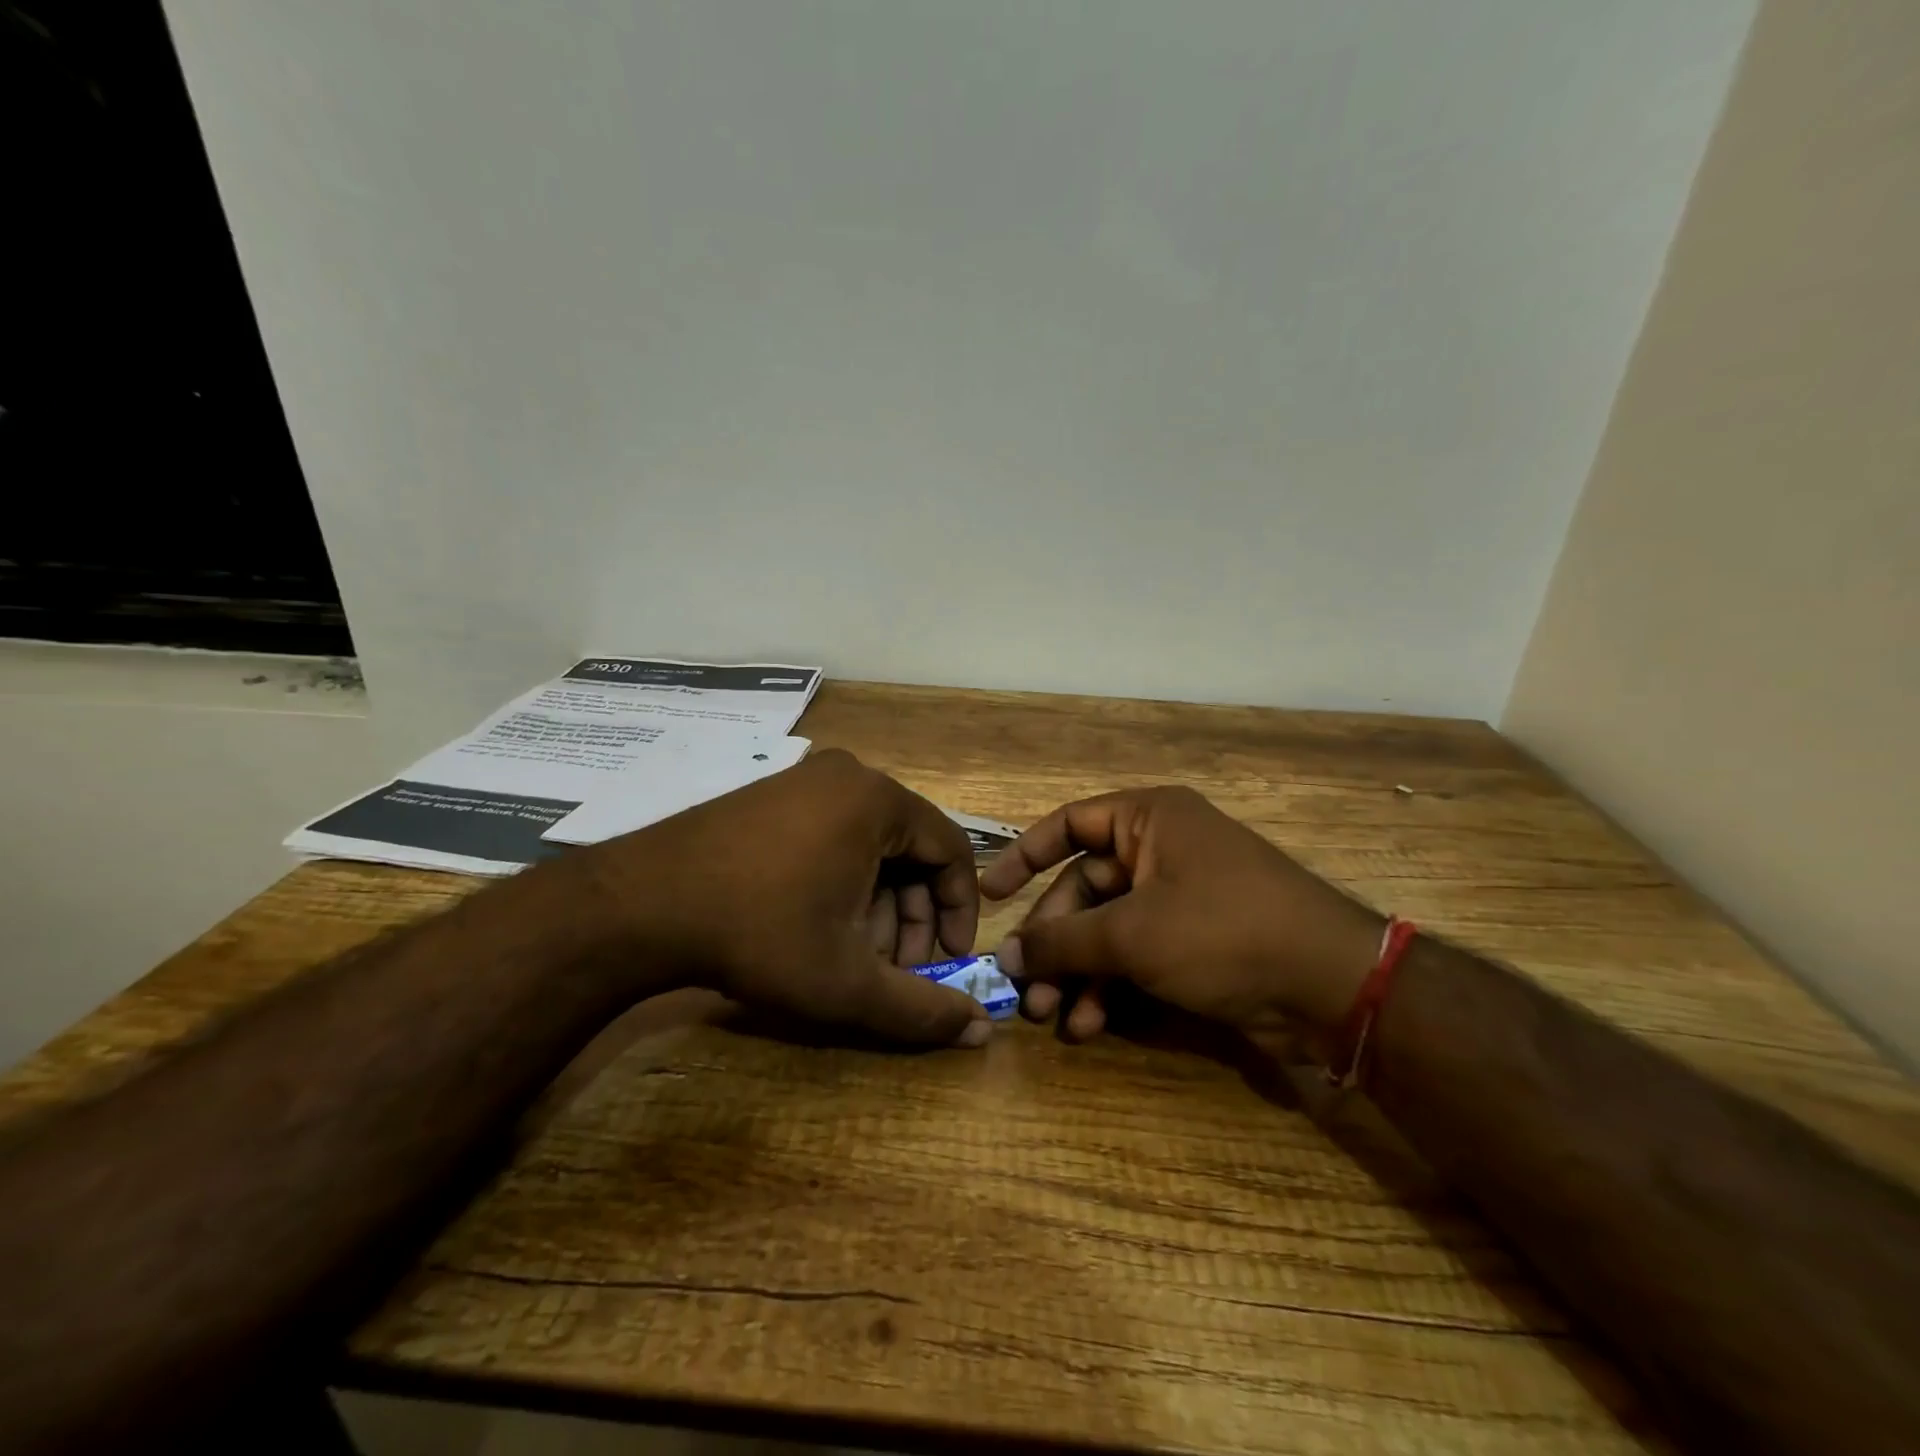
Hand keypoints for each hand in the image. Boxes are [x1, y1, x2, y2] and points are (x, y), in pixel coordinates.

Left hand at [578, 749, 990, 1047]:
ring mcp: (805, 780)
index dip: (959, 909)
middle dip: (911, 914)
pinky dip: (843, 880)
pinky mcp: (772, 795)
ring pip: (870, 844)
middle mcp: (848, 776)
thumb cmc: (761, 933)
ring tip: (854, 954)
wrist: (642, 904)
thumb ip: (920, 1009)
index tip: (948, 959)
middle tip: (897, 966)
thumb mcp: (848, 981)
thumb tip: (982, 1033)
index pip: (952, 849)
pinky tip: (818, 925)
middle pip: (910, 847)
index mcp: (878, 800)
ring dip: (877, 902)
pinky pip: (833, 833)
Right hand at [980, 786, 1383, 1047]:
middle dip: (1054, 941)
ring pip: (1108, 928)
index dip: (1024, 857)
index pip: (1068, 825)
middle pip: (1085, 888)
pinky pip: (1136, 954)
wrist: (1330, 985)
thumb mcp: (1133, 934)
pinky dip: (1111, 986)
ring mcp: (1178, 897)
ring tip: (1050, 1017)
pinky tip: (1090, 1024)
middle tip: (1023, 987)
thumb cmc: (1222, 931)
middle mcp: (1161, 849)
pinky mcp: (1193, 941)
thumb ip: (1063, 941)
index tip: (990, 895)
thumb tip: (1007, 956)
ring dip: (1077, 972)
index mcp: (1149, 819)